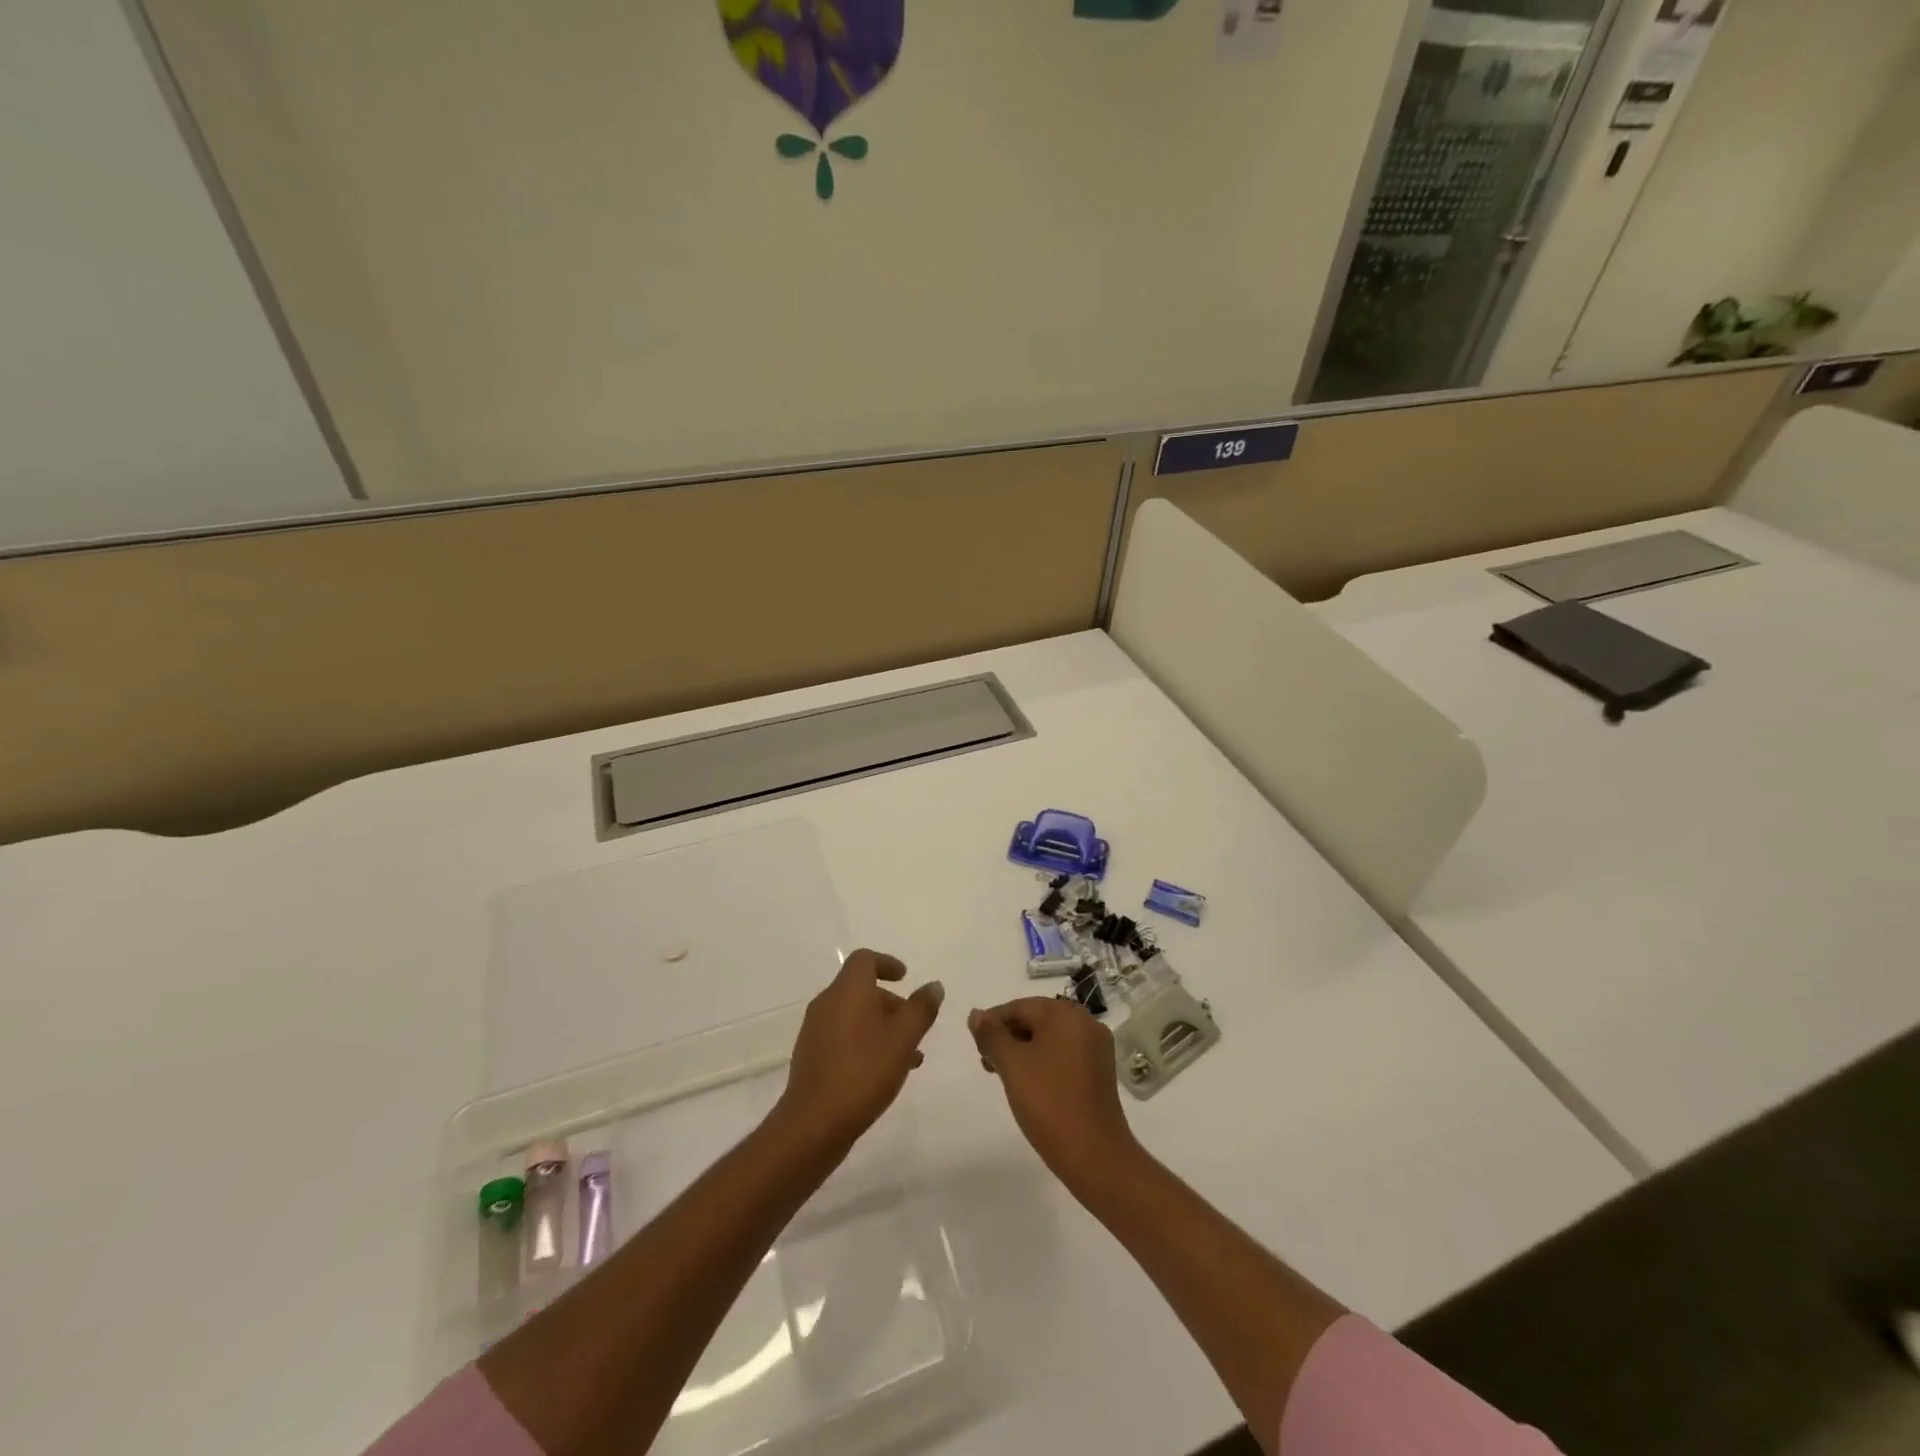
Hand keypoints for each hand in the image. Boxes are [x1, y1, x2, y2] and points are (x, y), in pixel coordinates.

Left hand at [775, 949, 943, 1147]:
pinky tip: (883, 1072)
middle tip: (914, 1025)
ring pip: (854, 1016)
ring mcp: (815, 1031)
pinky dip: (865, 1043)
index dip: (886, 963)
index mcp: (847, 990)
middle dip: (891, 1003)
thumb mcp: (904, 1038)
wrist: (814, 1123)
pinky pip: (844, 1037)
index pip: (864, 959)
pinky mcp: (811, 1057)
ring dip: (881, 1027)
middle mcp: (827, 1003)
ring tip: (908, 1056)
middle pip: (861, 989)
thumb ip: (921, 1008)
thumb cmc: (864, 1071)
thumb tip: (933, 986)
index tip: (905, 977)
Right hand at [969, 997, 1139, 1194]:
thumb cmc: (1049, 1103)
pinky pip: (1064, 1054)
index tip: (975, 1045)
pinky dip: (1042, 1062)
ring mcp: (1096, 1048)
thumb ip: (991, 1035)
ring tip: (1002, 1074)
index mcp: (1066, 1014)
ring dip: (1023, 1050)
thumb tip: (976, 1014)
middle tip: (986, 1062)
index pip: (1019, 1007)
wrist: (1095, 1156)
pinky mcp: (1099, 1071)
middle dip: (1008, 1037)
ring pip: (1049, 1038)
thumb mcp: (1012, 1065)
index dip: (992, 1023)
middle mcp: (1085, 1023)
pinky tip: (1028, 1083)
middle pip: (1036, 1019)